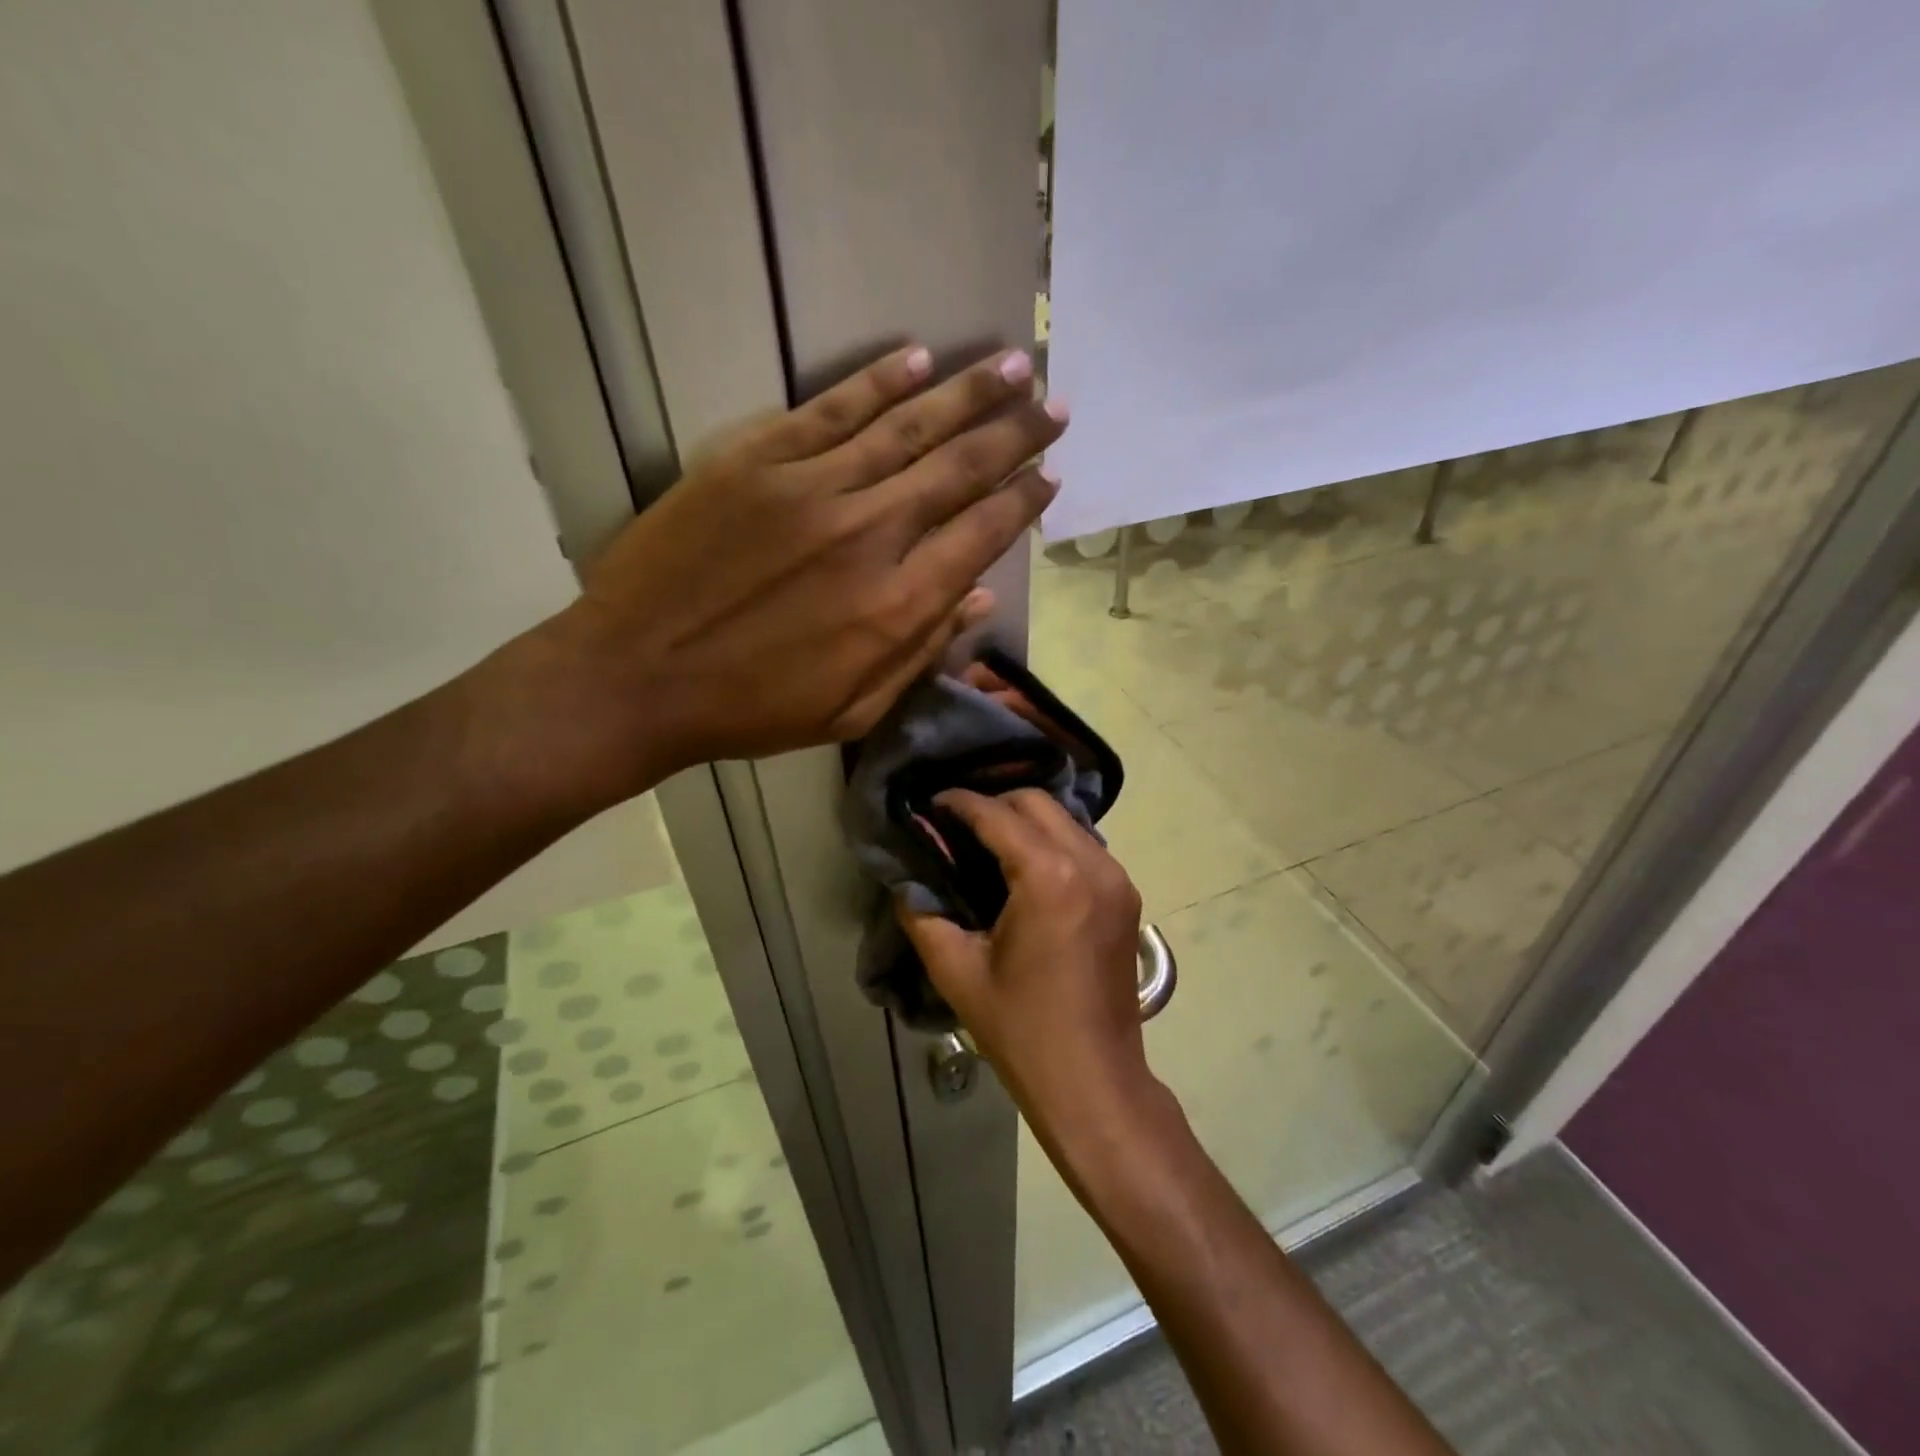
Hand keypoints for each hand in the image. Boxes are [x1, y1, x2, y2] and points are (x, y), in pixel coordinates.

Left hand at [517, 346, 1066, 805]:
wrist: (637, 677)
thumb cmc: (752, 708)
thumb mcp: (852, 710)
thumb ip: (921, 652)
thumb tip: (979, 598)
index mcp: (896, 606)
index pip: (981, 534)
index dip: (1023, 501)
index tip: (1051, 474)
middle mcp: (869, 535)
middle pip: (959, 469)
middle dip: (1016, 434)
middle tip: (1055, 404)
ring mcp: (811, 490)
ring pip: (908, 427)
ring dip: (968, 393)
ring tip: (1014, 363)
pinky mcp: (755, 461)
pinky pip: (831, 410)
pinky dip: (879, 383)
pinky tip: (918, 359)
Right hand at [898, 789, 1155, 1143]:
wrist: (1094, 1081)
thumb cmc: (1022, 1029)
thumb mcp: (957, 971)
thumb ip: (922, 912)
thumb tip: (906, 875)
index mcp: (1049, 876)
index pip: (997, 814)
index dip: (958, 803)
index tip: (929, 804)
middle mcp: (1091, 863)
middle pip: (1037, 803)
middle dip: (993, 803)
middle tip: (955, 825)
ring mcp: (1117, 878)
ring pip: (1065, 820)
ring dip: (1025, 820)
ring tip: (985, 842)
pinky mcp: (1126, 896)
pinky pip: (1084, 846)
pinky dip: (1052, 842)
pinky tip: (1024, 867)